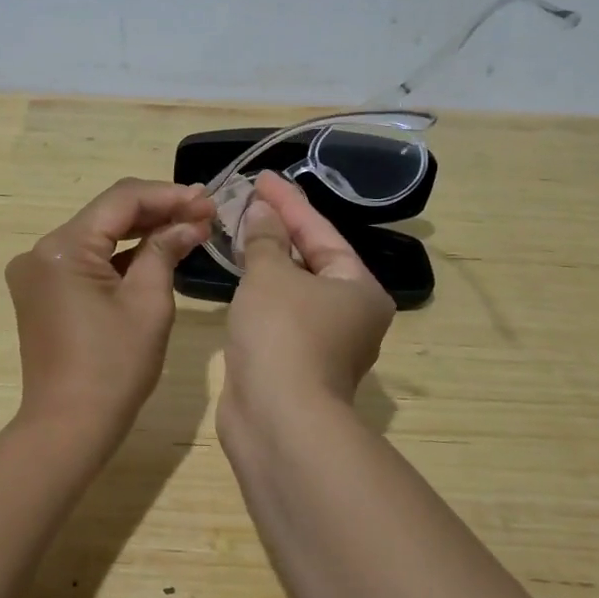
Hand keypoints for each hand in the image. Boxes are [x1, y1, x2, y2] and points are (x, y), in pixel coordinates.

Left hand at [5, 178, 214, 433]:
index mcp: (63, 247)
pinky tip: (156, 251)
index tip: (208, 200)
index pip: (121, 199)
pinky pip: (87, 260)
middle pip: (107, 214)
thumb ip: (165, 250)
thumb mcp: (148, 303)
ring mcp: (38, 271)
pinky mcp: (42, 291)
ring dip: (141, 232)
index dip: (168, 195)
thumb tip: (190, 222)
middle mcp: (42, 250)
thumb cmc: (114, 367)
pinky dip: (120, 256)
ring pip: (98, 236)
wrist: (68, 428)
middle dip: (158, 211)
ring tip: (189, 226)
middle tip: (205, 211)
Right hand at [221, 171, 394, 427]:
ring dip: (268, 260)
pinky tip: (240, 276)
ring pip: (294, 288)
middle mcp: (350, 314)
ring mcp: (324, 342)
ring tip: (241, 229)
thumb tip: (262, 212)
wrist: (278, 420)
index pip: (321, 232)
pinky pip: (279, 313)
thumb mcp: (270, 275)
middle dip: (279, 229)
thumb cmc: (282, 334)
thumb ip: (264, 239)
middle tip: (250, 199)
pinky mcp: (296, 363)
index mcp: (358, 288)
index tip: (263, 178)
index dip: (289, 202)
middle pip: (312, 258)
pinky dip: (261, 292)